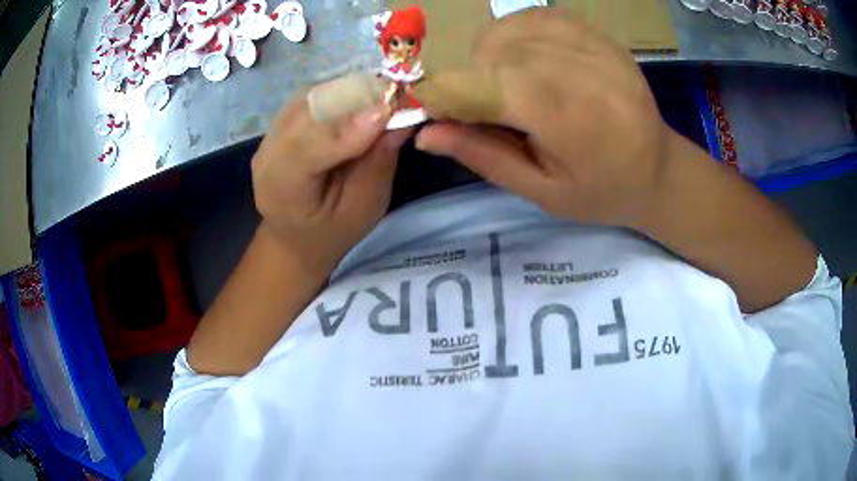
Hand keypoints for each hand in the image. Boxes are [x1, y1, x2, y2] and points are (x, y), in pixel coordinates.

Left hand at [251, 95, 409, 272]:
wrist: (295, 234)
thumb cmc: (332, 230)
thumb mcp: (363, 209)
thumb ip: (378, 164)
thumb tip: (400, 118)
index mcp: (281, 188)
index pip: (307, 148)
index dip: (346, 127)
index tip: (387, 112)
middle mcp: (267, 154)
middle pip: (308, 112)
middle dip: (354, 99)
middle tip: (398, 96)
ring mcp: (270, 133)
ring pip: (312, 96)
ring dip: (351, 91)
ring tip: (385, 96)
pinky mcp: (281, 120)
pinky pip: (313, 95)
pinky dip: (343, 92)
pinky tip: (364, 100)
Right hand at [413, 8, 671, 228]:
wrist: (658, 167)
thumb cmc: (602, 191)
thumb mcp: (541, 191)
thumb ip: (484, 156)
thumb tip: (423, 134)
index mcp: (569, 119)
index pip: (484, 86)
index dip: (445, 95)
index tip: (434, 113)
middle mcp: (579, 69)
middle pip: (490, 54)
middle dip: (471, 81)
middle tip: (490, 112)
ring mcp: (590, 43)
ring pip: (505, 32)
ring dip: (491, 59)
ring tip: (514, 89)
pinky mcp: (593, 31)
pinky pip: (531, 17)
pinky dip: (514, 37)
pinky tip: (529, 63)